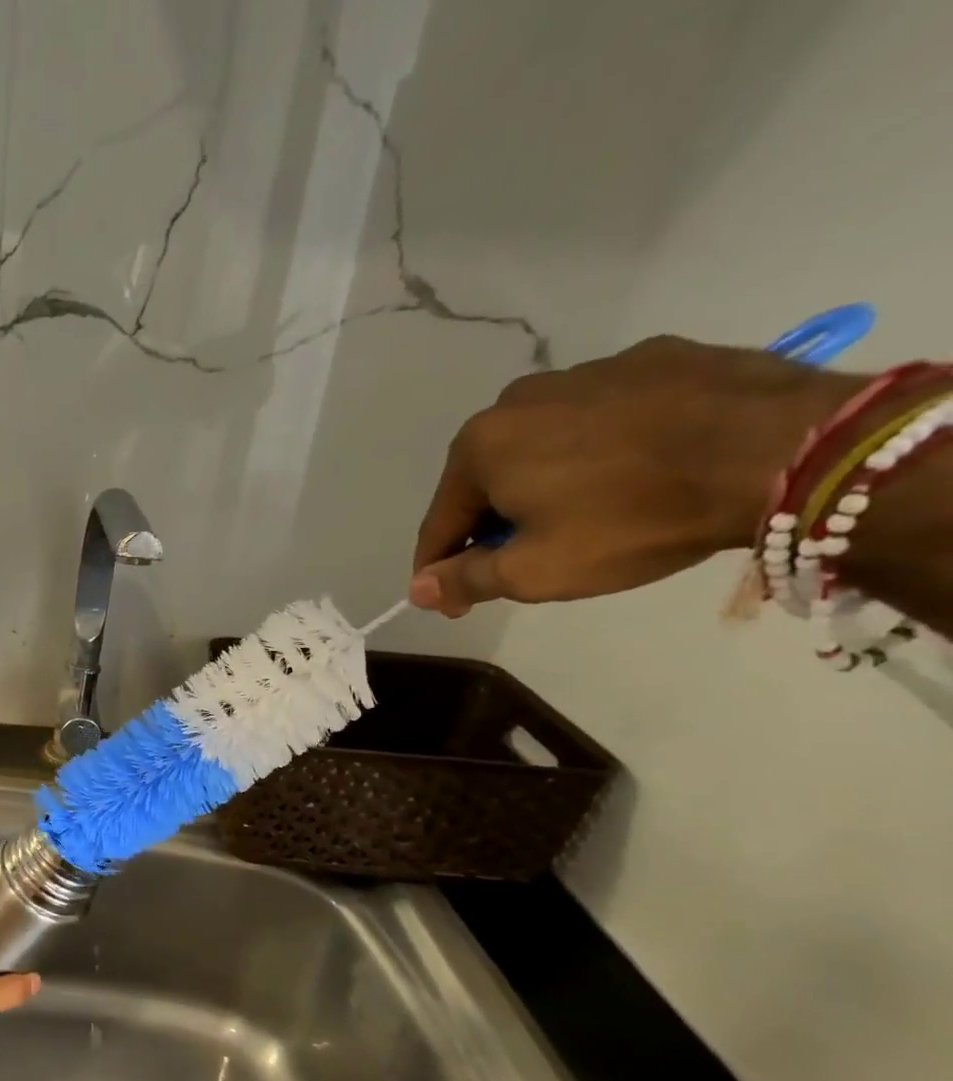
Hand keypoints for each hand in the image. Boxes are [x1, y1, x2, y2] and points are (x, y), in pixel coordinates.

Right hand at [409, 336, 865, 615]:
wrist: (782, 450)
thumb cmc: (632, 520)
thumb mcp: (535, 572)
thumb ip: (466, 580)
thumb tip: (418, 589)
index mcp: (480, 447)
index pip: (441, 522)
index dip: (441, 569)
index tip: (454, 602)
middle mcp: (520, 399)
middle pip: (487, 479)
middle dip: (494, 523)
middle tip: (523, 560)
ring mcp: (589, 371)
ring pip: (542, 443)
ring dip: (544, 481)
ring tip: (585, 514)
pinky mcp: (655, 358)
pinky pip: (603, 415)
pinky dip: (601, 447)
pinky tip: (634, 472)